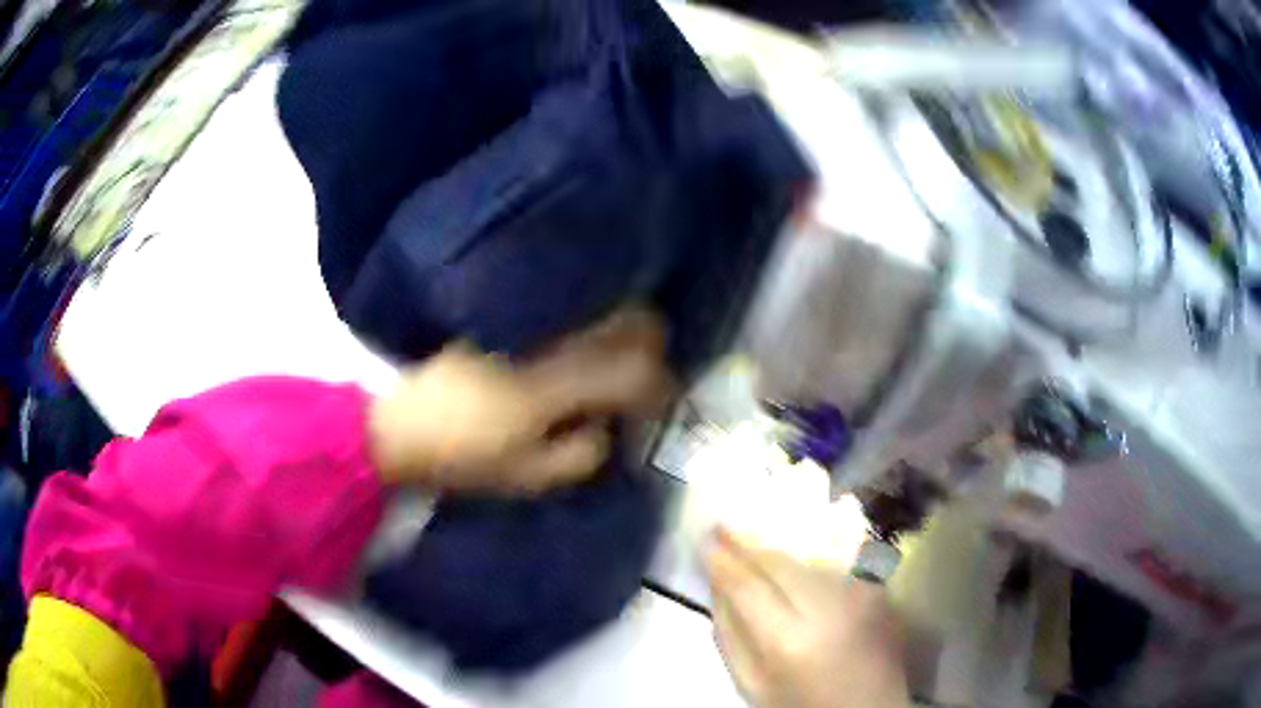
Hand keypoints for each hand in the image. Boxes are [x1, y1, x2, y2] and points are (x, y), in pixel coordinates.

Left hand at [368, 308, 671, 494]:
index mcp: (562, 382)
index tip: (656, 405)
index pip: (638, 371)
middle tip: (641, 372)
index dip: (659, 388)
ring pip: (600, 303)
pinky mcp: (509, 310)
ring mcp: (532, 317)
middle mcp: (554, 336)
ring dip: (619, 325)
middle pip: (631, 321)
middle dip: (650, 345)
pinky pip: (563, 301)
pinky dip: (584, 314)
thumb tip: (604, 429)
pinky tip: (573, 337)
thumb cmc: (460, 454)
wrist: (392, 416)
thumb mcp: (526, 475)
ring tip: (610, 354)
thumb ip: (580, 455)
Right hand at [707, 529, 909, 707]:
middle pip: (781, 562)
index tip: (706, 541)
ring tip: (757, 531)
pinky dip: (815, 550)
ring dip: (781, 543)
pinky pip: (838, 561)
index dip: (725, 561)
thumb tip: (717, 586)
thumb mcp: (751, 685)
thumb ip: (730, 635)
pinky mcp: (879, 591)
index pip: (749, 586)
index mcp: (789, 641)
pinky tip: (799, 543)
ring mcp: (860, 596)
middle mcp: (830, 609)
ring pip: (811, 556)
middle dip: (749, 541)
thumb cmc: (801, 705)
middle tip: (725, 525)